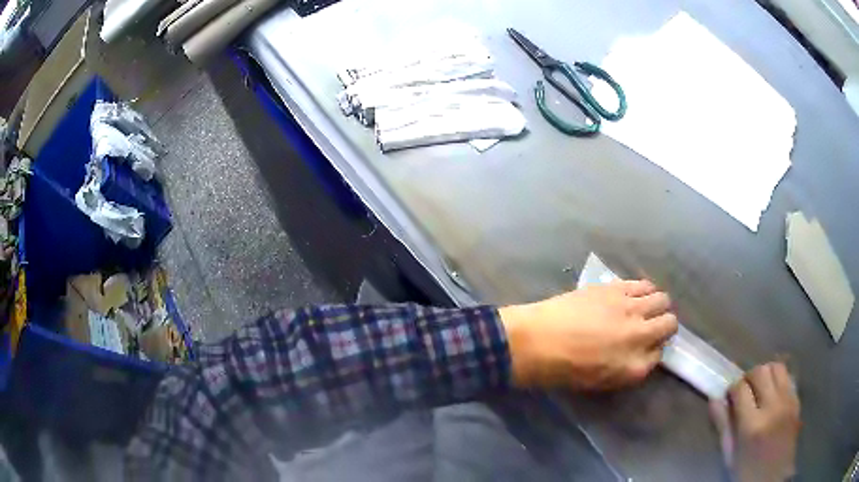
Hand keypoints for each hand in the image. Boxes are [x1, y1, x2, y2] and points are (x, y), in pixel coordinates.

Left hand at [498, 280, 677, 389]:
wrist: (537, 341)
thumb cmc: (564, 370)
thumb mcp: (602, 381)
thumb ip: (629, 367)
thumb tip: (643, 351)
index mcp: (635, 367)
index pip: (659, 355)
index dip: (653, 350)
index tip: (645, 347)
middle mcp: (641, 336)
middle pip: (669, 323)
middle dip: (664, 325)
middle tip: (650, 326)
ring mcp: (631, 309)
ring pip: (661, 299)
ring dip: (656, 305)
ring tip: (644, 308)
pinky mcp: (617, 288)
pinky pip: (643, 284)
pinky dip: (644, 289)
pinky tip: (634, 294)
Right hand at [710, 363, 800, 481]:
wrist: (774, 477)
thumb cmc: (748, 471)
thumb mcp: (731, 457)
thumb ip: (723, 428)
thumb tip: (714, 401)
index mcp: (752, 425)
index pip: (741, 389)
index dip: (732, 389)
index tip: (729, 397)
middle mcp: (772, 407)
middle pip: (761, 371)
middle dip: (749, 377)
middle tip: (744, 390)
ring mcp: (787, 402)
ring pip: (777, 367)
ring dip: (766, 373)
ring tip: (760, 388)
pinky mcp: (797, 400)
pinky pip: (787, 378)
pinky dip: (778, 380)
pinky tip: (773, 395)